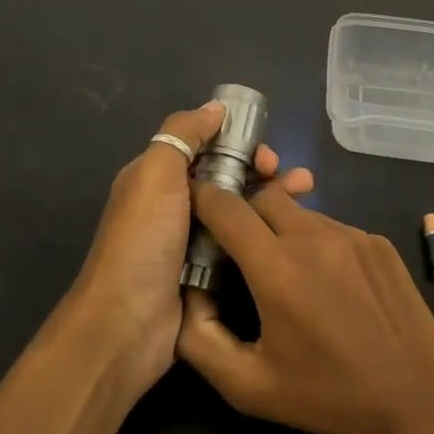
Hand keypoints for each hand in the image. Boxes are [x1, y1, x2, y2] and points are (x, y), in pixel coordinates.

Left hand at [62, 103, 313, 392]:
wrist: (126, 325)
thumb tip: (215, 108)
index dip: (238, 143)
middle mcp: (174, 206)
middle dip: (262, 170)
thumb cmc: (141, 242)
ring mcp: (191, 242)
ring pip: (237, 210)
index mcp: (157, 178)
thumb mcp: (155, 174)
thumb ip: (182, 134)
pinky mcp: (207, 274)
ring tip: (307, 192)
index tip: (266, 152)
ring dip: (271, 197)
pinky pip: (240, 244)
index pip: (205, 147)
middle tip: (292, 178)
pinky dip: (263, 232)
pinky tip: (291, 231)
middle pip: (227, 177)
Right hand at [175, 185, 433, 433]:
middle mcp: (314, 238)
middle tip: (243, 249)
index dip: (203, 199)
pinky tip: (331, 286)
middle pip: (265, 196)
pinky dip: (319, 244)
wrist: (413, 399)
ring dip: (284, 230)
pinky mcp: (379, 242)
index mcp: (277, 268)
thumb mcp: (247, 386)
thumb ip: (199, 338)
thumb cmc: (325, 396)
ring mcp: (353, 235)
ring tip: (292, 276)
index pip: (226, 207)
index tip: (194, 207)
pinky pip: (334, 228)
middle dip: (245, 212)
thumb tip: (190, 291)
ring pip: (302, 212)